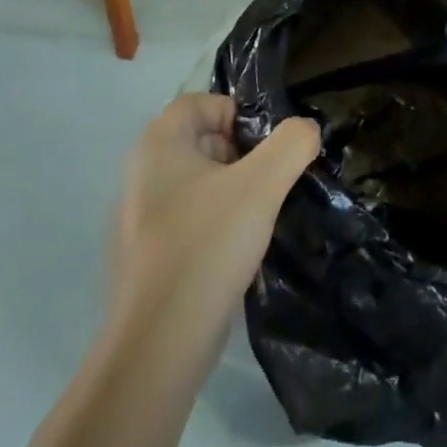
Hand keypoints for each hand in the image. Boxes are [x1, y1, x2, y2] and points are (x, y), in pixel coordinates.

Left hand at [110, 94, 319, 354]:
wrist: (158, 344)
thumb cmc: (206, 246)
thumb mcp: (261, 186)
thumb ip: (291, 145)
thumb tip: (306, 129)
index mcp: (157, 146)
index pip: (199, 102)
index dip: (236, 112)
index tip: (267, 145)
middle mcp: (141, 173)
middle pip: (199, 139)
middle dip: (240, 151)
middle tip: (269, 179)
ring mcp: (140, 216)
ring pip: (197, 180)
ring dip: (232, 188)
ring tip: (260, 215)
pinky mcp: (148, 254)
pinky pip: (189, 217)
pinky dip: (216, 221)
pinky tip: (238, 249)